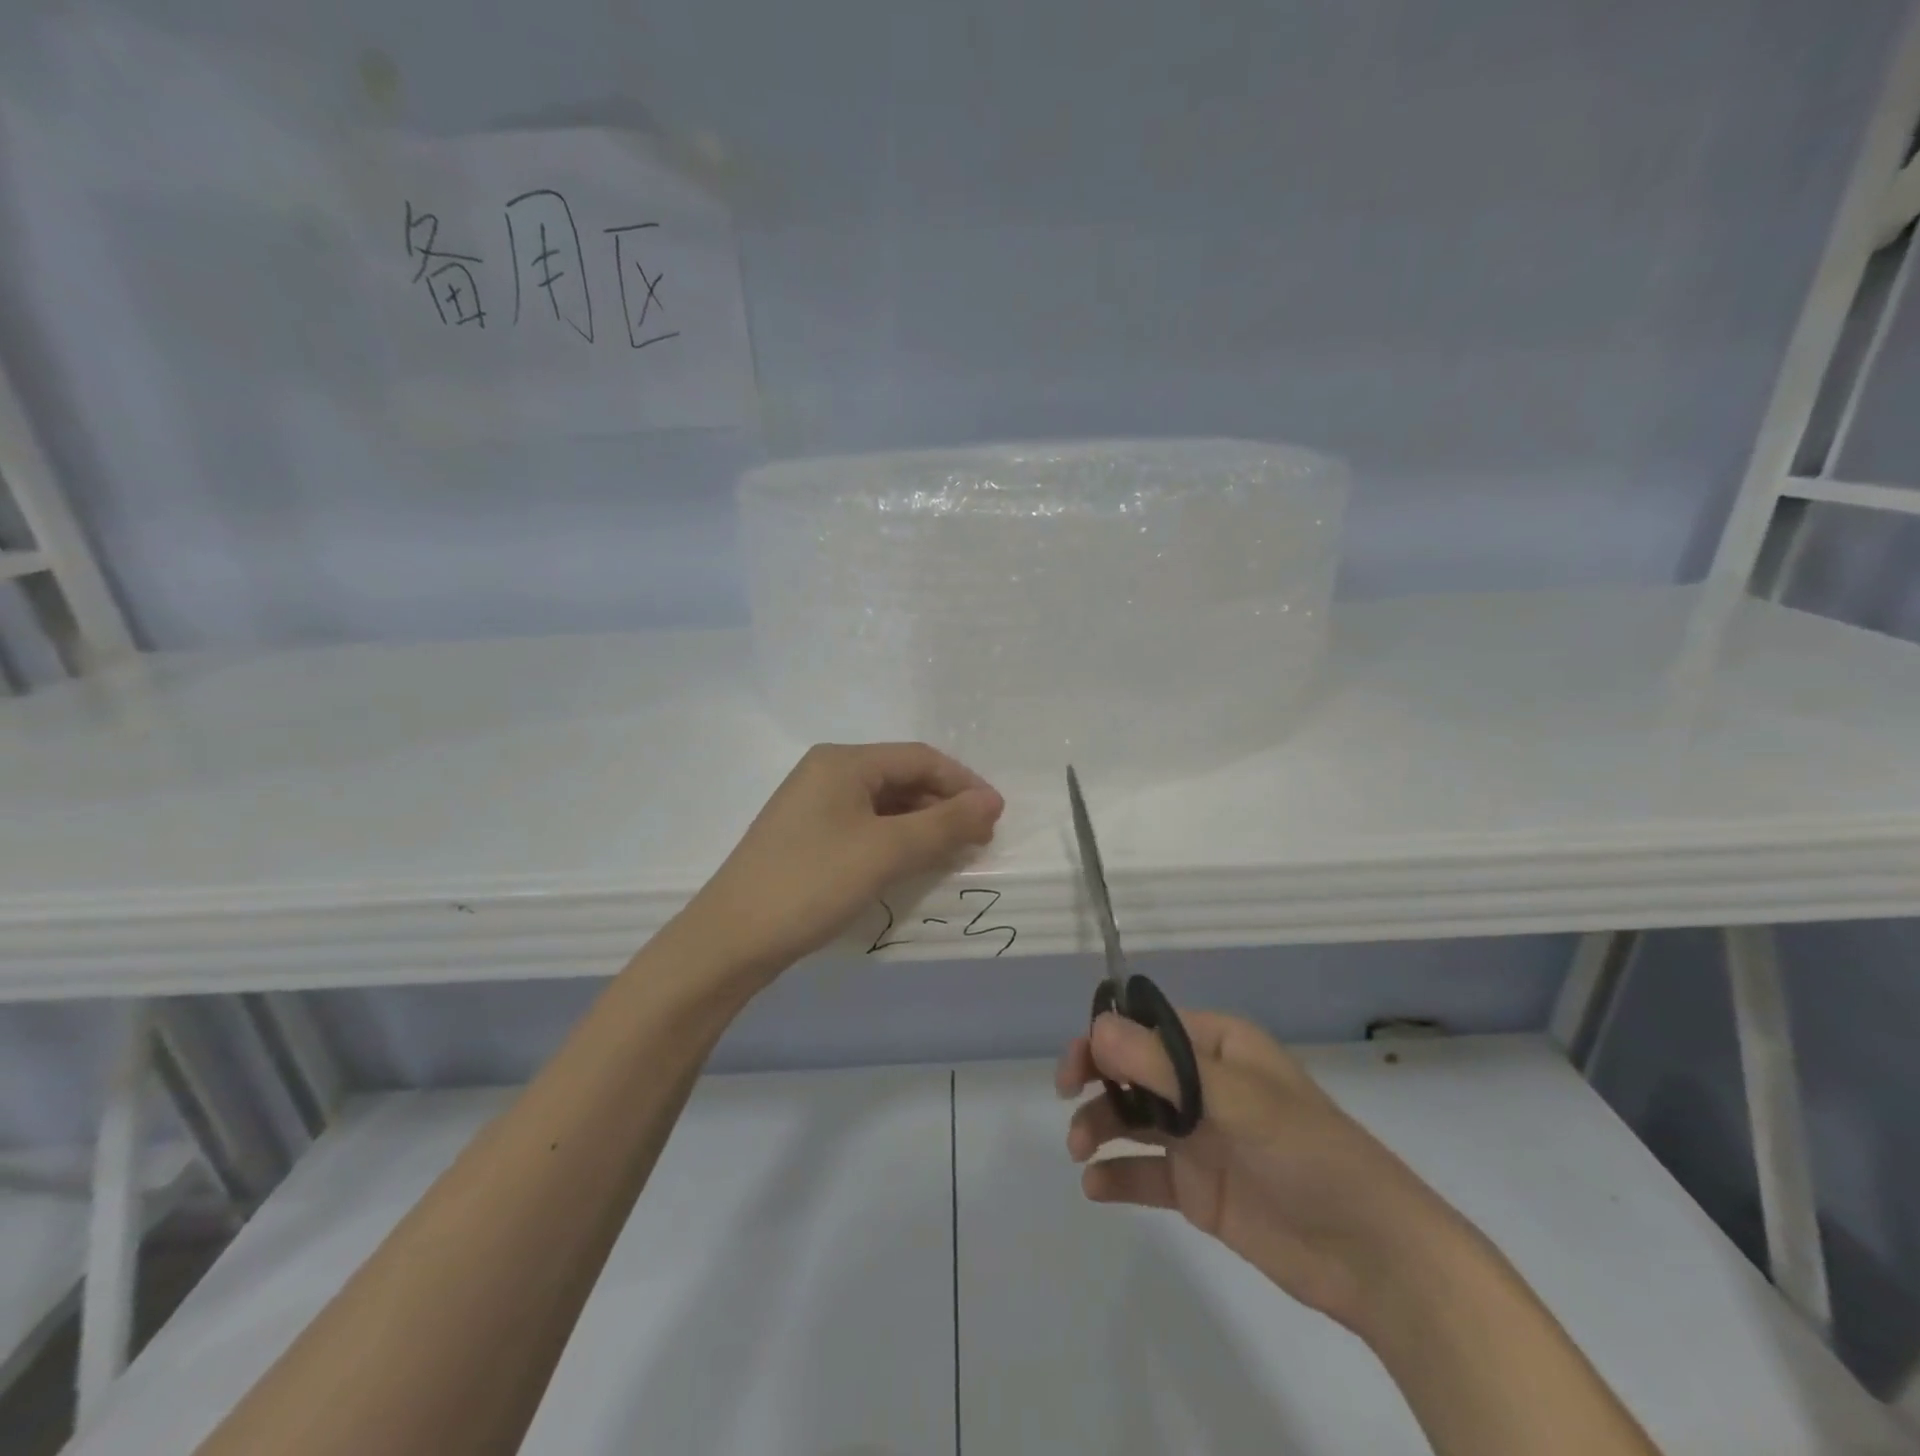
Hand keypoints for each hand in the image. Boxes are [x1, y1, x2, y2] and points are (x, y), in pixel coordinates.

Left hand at [681, 743, 1003, 985]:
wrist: (731, 939)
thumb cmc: (812, 883)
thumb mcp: (886, 851)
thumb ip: (944, 824)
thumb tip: (992, 802)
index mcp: (843, 761)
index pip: (920, 758)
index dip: (964, 784)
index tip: (996, 818)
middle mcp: (827, 773)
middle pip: (902, 778)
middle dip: (944, 806)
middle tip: (978, 841)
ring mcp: (813, 806)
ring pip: (884, 805)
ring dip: (922, 826)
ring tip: (952, 854)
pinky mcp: (807, 837)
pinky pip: (865, 827)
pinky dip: (895, 841)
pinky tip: (912, 864)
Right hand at [1057, 1010, 1468, 1336]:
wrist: (1372, 1255)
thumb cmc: (1308, 1154)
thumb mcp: (1237, 1100)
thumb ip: (1164, 1066)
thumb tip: (1097, 1028)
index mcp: (1218, 1047)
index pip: (1148, 1026)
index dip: (1106, 1037)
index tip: (1077, 1063)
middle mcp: (1203, 1084)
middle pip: (1132, 1069)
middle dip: (1097, 1079)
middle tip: (1068, 1098)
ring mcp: (1199, 1137)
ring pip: (1132, 1118)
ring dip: (1100, 1126)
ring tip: (1081, 1150)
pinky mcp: (1199, 1188)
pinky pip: (1146, 1173)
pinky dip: (1117, 1176)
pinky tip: (1095, 1187)